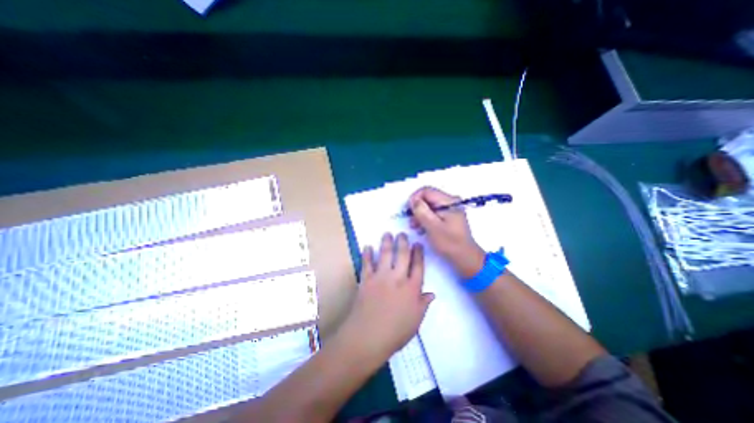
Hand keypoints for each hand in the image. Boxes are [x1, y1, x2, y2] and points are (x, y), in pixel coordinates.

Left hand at [340, 233, 432, 357]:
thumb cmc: (395, 332)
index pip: (418, 266)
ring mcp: (380, 277)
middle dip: (403, 242)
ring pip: (385, 254)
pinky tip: (367, 246)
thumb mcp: (415, 321)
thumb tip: (431, 294)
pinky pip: (367, 263)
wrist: (368, 337)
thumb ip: (423, 304)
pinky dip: (367, 254)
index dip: (418, 253)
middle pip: (402, 255)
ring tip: (387, 233)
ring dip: (386, 242)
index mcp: (412, 288)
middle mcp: (397, 278)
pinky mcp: (366, 279)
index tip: (417, 244)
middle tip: (402, 233)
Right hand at [410, 186, 485, 279]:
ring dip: (420, 214)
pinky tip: (423, 228)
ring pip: (430, 205)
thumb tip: (413, 200)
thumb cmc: (449, 242)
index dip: (415, 198)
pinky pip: (434, 212)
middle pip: (428, 197)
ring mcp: (450, 209)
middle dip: (417, 208)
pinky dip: (426, 218)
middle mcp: (451, 202)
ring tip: (415, 226)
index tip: (408, 211)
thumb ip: (421, 211)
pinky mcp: (449, 216)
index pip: (427, 190)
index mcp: (449, 201)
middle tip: (411, 221)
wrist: (465, 257)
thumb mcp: (432, 227)